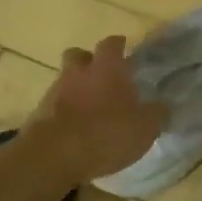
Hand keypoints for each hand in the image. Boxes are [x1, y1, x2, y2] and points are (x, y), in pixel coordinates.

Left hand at [23, 35, 167, 184]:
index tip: (125, 50)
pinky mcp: (38, 114)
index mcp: (107, 68)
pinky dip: (64, 112)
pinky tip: (74, 129)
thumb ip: (157, 114)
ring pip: (65, 80)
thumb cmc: (105, 134)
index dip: (119, 45)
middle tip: (103, 77)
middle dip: (89, 62)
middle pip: (79, 55)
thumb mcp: (145, 128)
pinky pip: (54, 105)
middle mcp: (78, 72)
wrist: (52, 156)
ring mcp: (54, 92)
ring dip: (76, 89)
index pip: (112, 43)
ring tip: (90, 109)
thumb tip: (163, 106)